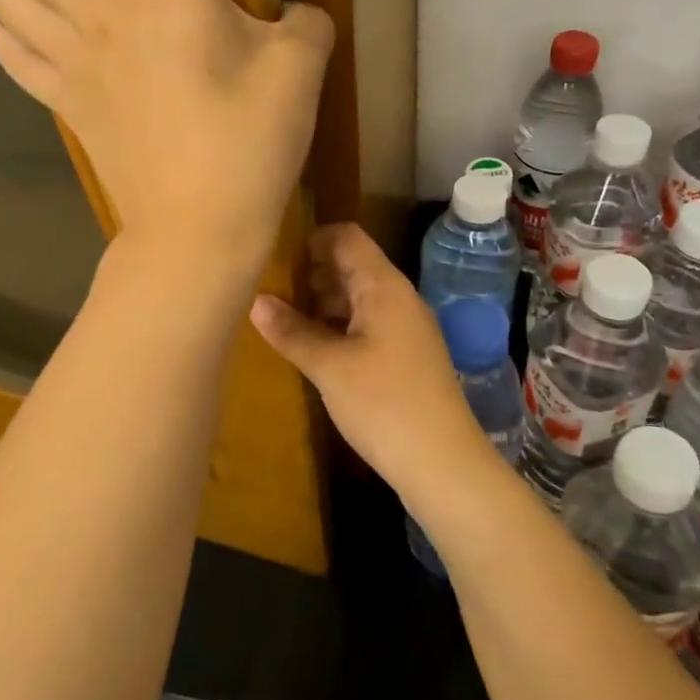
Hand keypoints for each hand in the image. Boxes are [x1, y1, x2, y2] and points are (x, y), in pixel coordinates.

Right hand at [248, 224, 489, 493]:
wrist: (442, 462)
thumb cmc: (383, 404)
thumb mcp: (329, 366)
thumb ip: (291, 330)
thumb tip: (256, 301)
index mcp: (384, 287)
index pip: (346, 237)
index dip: (312, 241)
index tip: (277, 261)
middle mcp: (398, 298)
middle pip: (352, 265)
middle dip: (312, 273)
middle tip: (272, 292)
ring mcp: (405, 327)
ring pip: (358, 297)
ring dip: (323, 302)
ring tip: (285, 321)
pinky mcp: (405, 355)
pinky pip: (367, 324)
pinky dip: (338, 326)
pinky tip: (313, 348)